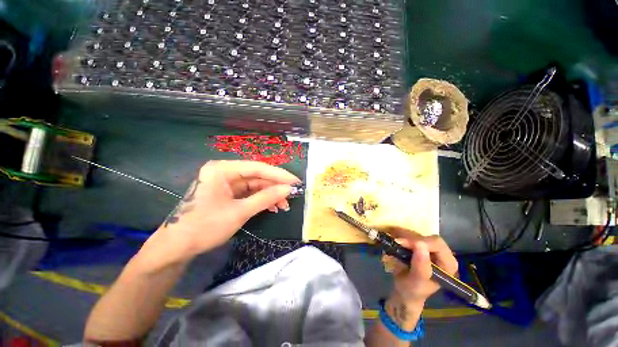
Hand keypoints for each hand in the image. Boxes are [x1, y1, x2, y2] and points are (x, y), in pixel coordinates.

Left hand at [140, 160, 299, 267]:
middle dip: (275, 186)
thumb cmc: (204, 227)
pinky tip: (272, 207)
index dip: (278, 174)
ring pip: (255, 185)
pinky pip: (250, 193)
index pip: (257, 168)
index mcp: (222, 169)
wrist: (176, 247)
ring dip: (270, 194)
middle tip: (292, 194)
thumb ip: (265, 198)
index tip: (295, 181)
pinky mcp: (228, 193)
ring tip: (284, 205)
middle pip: (257, 176)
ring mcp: (227, 183)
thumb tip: (288, 189)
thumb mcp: (239, 212)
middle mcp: (225, 172)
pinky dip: (262, 200)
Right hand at [385, 231, 457, 307]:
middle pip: (427, 237)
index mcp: (448, 264)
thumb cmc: (413, 291)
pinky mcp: (419, 245)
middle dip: (410, 238)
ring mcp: (430, 248)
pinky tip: (393, 238)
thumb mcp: (416, 282)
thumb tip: (420, 245)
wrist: (405, 292)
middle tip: (396, 241)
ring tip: (392, 240)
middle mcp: (442, 253)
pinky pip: (411, 235)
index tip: (401, 243)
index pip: (437, 245)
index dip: (420, 241)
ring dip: (403, 235)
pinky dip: (400, 235)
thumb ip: (421, 267)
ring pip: (418, 234)